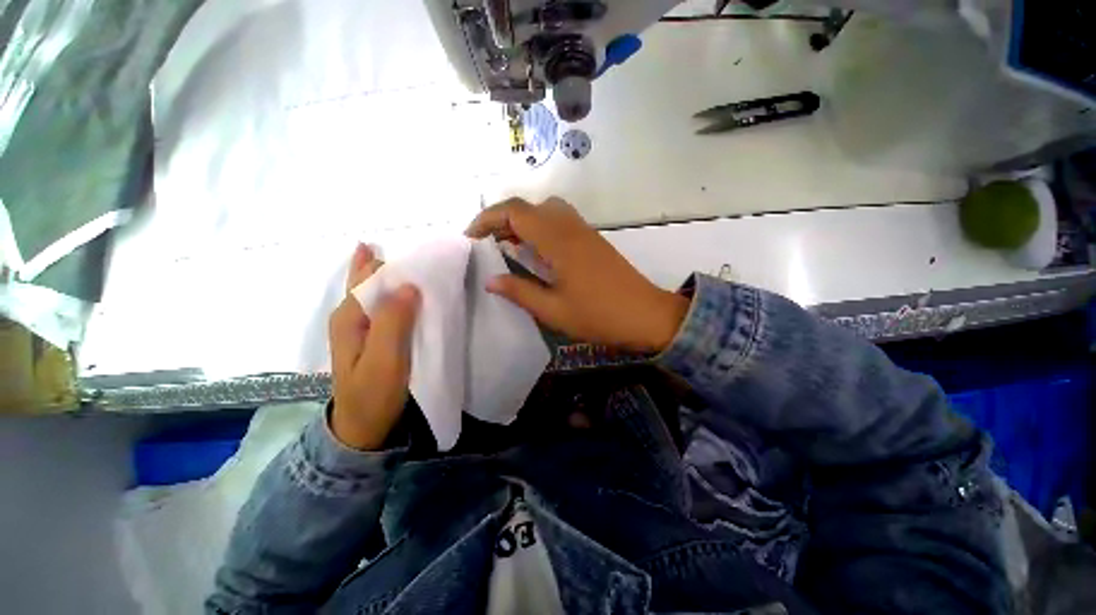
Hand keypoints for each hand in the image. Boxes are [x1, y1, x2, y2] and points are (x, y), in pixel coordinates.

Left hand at [328, 244, 419, 450]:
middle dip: (392, 264)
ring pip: (380, 293)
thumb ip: (393, 321)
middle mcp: (352, 316)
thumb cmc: (373, 394)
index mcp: (349, 317)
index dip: (391, 263)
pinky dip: (401, 296)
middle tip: (423, 253)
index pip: (369, 277)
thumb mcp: (383, 359)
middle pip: (371, 280)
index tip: (420, 252)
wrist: (365, 427)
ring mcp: (363, 327)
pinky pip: (388, 307)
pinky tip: (414, 293)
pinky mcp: (376, 337)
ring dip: (398, 278)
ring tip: (420, 265)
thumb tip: (409, 285)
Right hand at [466, 197, 689, 352]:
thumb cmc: (599, 315)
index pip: (516, 212)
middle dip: (503, 220)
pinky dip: (541, 228)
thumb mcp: (554, 310)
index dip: (488, 218)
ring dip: (523, 223)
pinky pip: (560, 221)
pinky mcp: (592, 240)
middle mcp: (570, 227)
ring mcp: (584, 231)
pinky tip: (537, 253)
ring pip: (546, 211)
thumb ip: (520, 292)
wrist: (646, 315)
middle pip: (530, 207)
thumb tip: (492, 280)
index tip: (471, 237)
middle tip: (489, 245)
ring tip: (509, 247)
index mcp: (558, 241)